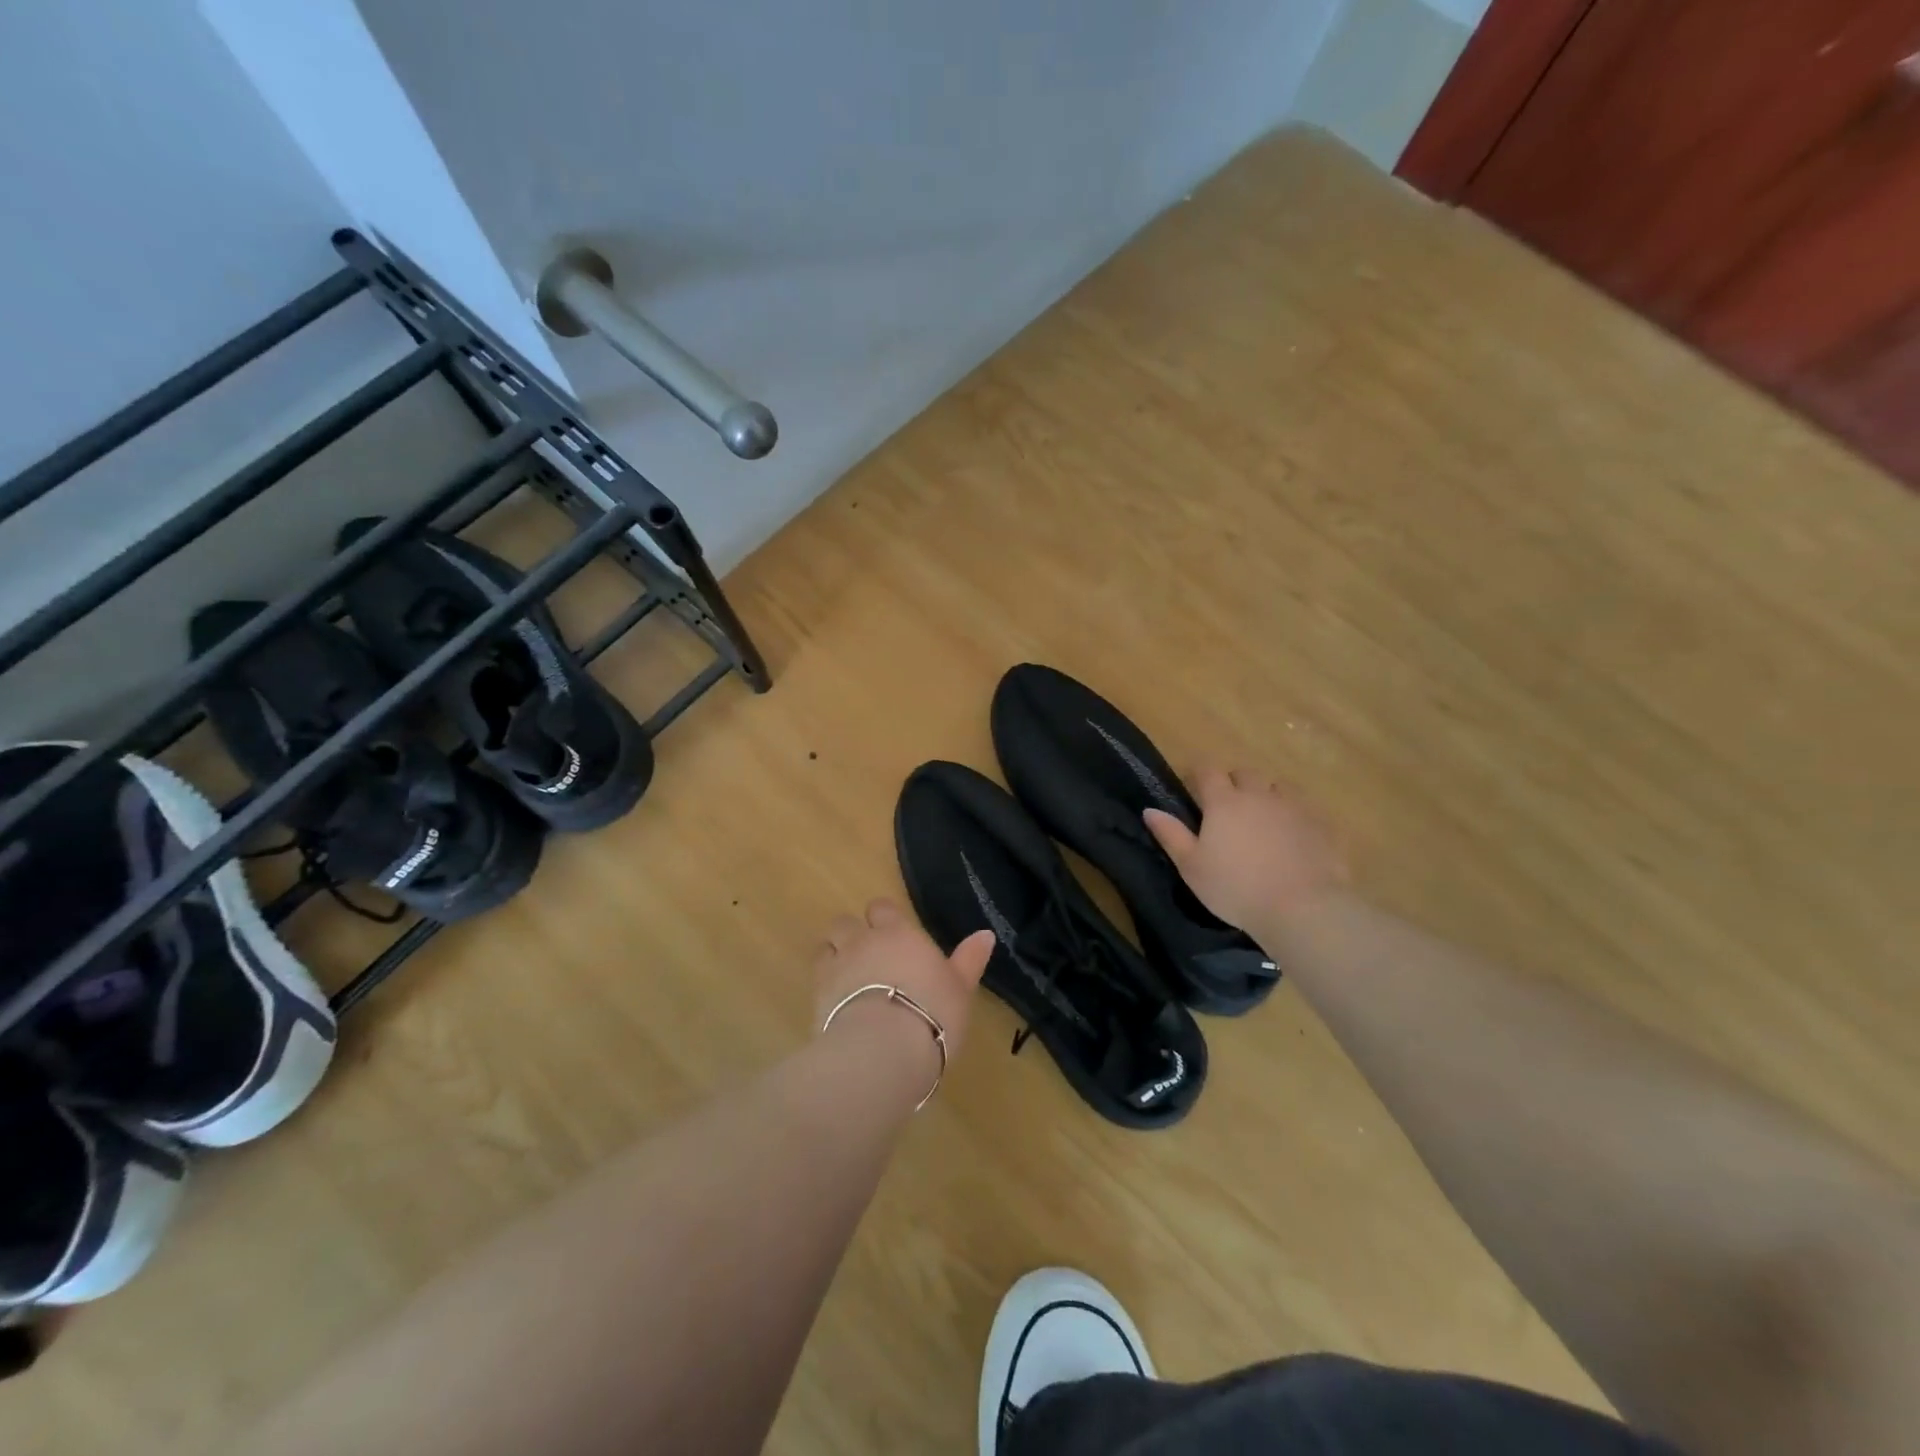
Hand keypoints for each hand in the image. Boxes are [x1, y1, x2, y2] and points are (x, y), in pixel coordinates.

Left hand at [814, 899, 994, 1060]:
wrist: (883, 1050)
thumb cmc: (932, 1012)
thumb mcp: (960, 987)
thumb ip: (969, 959)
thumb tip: (986, 934)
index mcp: (897, 933)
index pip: (881, 907)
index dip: (884, 918)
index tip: (892, 934)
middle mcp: (862, 941)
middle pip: (845, 922)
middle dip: (852, 933)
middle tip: (867, 957)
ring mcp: (835, 967)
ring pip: (825, 947)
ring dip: (833, 956)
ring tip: (846, 978)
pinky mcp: (816, 997)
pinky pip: (816, 981)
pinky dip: (824, 988)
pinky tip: (836, 1007)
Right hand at [1143, 767, 1348, 932]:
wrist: (1302, 908)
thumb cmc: (1235, 888)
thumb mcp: (1191, 867)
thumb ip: (1170, 835)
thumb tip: (1149, 810)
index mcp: (1224, 802)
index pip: (1207, 770)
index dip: (1198, 773)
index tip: (1193, 784)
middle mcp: (1258, 795)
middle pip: (1245, 773)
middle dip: (1234, 782)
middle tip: (1228, 806)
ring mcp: (1294, 807)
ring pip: (1278, 786)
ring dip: (1267, 794)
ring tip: (1263, 818)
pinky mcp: (1321, 825)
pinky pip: (1305, 808)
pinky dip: (1294, 815)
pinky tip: (1293, 836)